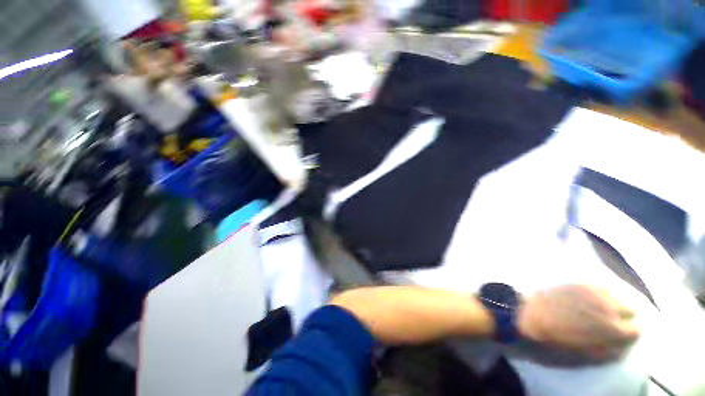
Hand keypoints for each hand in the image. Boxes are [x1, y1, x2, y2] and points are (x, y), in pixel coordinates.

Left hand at [517, 284, 639, 358]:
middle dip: (625, 316)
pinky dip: (602, 292)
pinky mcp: (582, 281)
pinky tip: (591, 297)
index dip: (629, 332)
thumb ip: (610, 351)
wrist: (531, 313)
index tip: (622, 333)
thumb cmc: (557, 338)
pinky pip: (602, 285)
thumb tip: (625, 346)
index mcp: (613, 329)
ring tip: (601, 308)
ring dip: (615, 302)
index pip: (637, 329)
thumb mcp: (587, 354)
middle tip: (612, 320)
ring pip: (618, 295)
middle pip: (631, 309)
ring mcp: (596, 291)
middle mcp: (610, 307)